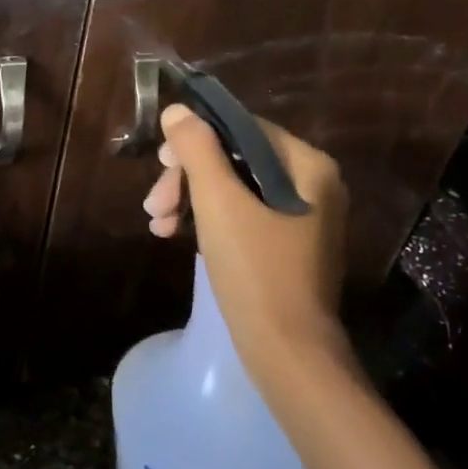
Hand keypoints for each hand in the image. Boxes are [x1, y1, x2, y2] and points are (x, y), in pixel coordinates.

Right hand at [143, 104, 350, 383]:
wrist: (289, 357)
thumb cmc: (255, 271)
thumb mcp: (218, 203)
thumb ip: (197, 150)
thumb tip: (177, 111)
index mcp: (308, 166)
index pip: (243, 128)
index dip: (196, 139)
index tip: (160, 163)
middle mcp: (313, 185)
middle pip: (236, 159)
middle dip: (188, 177)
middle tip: (154, 203)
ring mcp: (302, 218)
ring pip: (234, 188)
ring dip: (190, 200)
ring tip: (157, 225)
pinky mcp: (288, 246)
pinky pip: (242, 215)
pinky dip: (208, 221)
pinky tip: (175, 236)